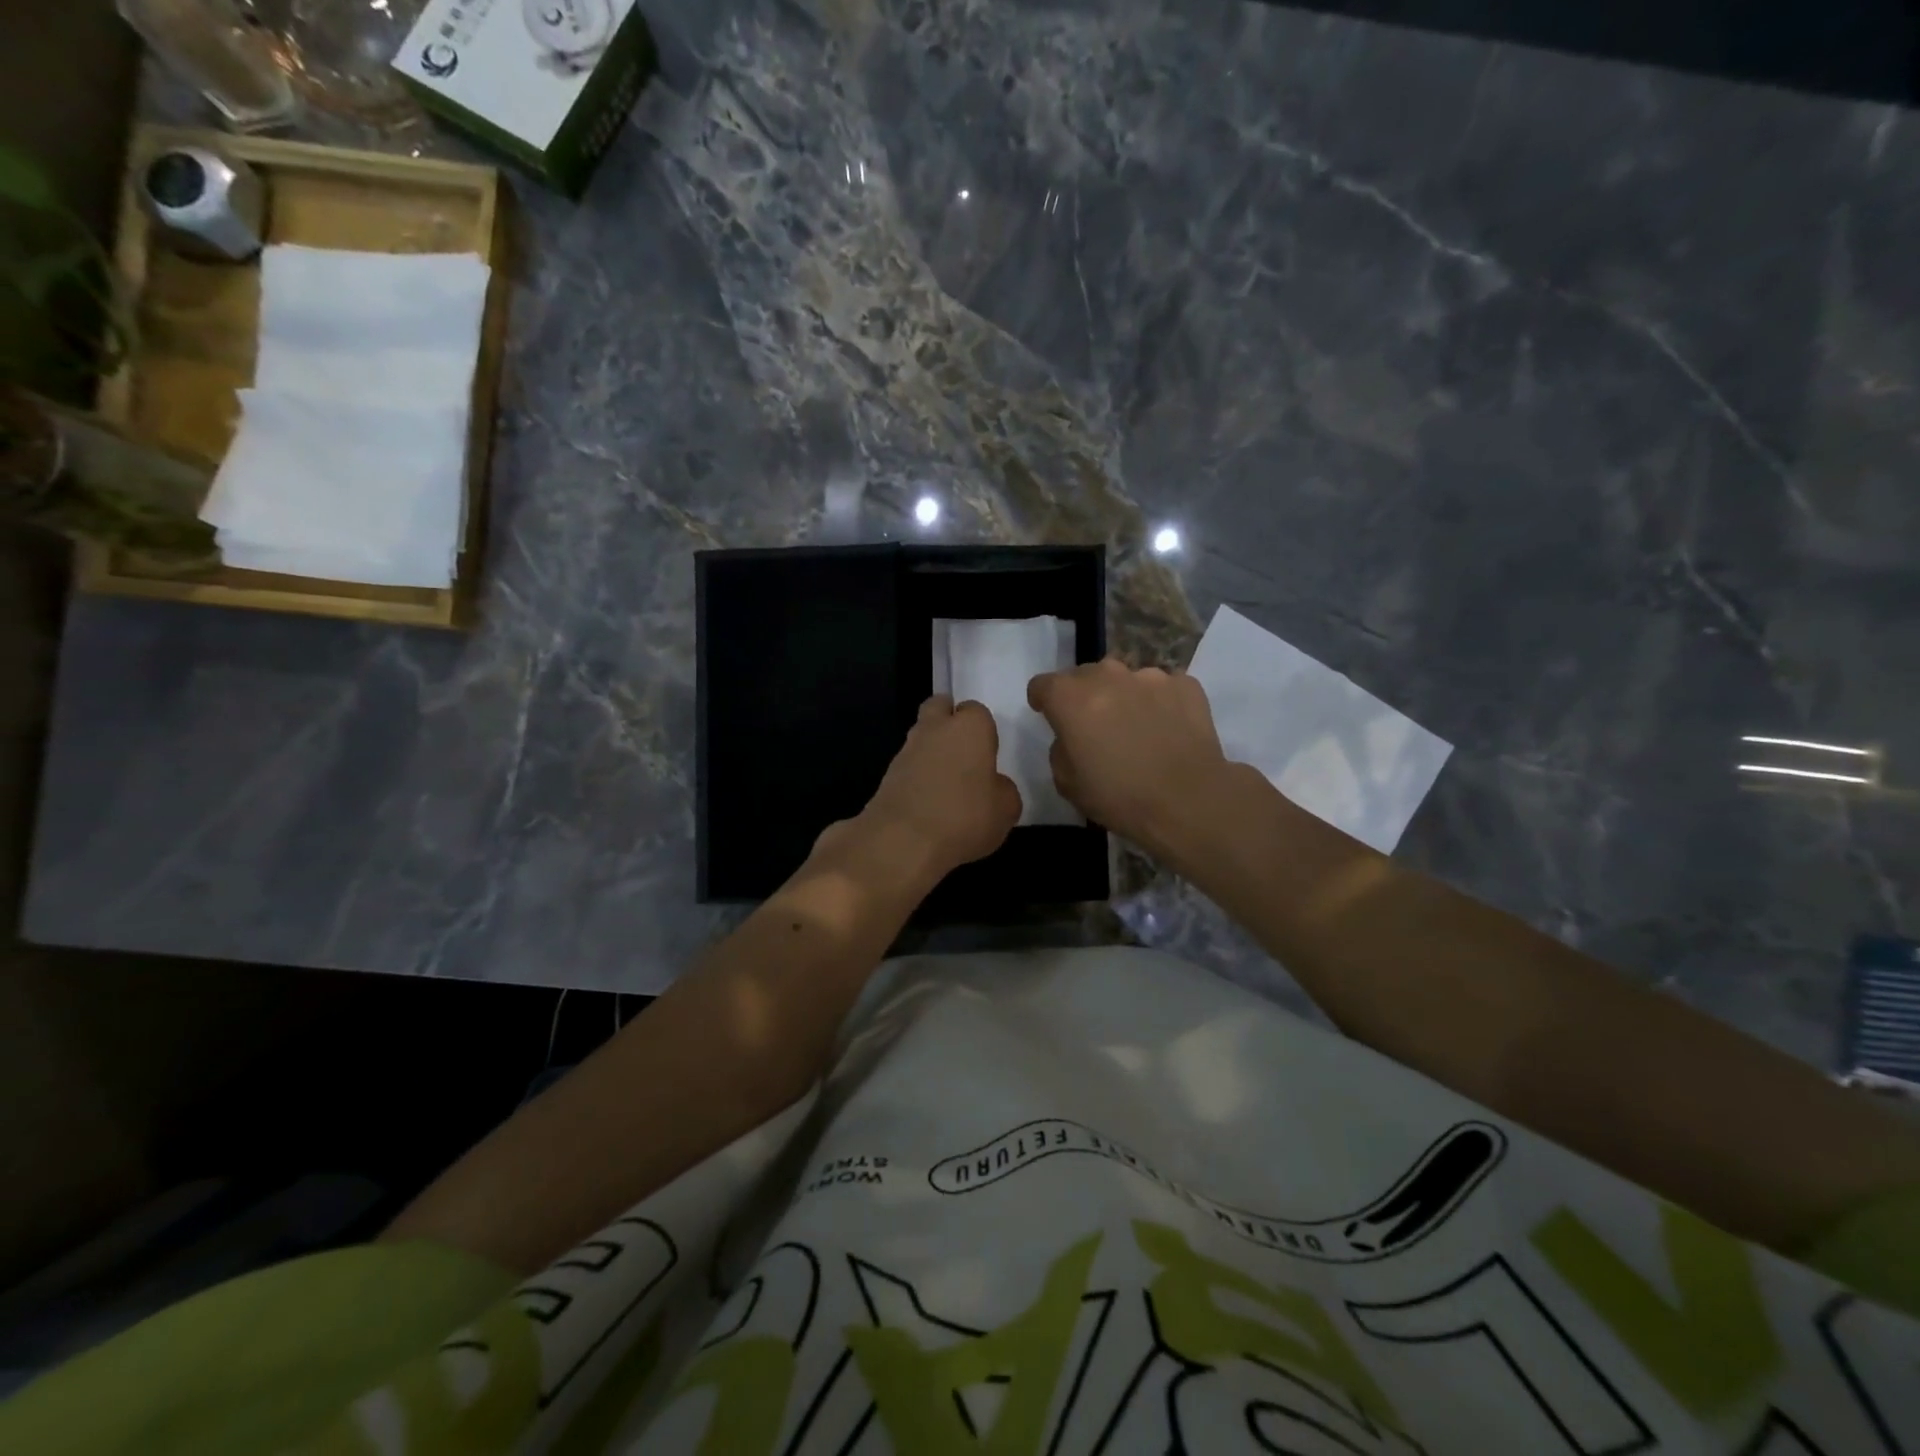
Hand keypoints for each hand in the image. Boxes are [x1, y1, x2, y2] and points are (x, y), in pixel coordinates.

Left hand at [848, 695, 1020, 875]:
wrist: (903, 841)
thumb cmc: (964, 817)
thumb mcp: (1006, 810)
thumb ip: (1003, 790)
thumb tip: (994, 786)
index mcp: (969, 727)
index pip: (976, 710)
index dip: (983, 729)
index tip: (988, 752)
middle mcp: (934, 729)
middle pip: (939, 708)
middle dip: (949, 722)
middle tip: (964, 753)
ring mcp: (906, 750)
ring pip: (921, 737)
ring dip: (932, 752)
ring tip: (947, 786)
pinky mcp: (886, 775)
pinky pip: (908, 767)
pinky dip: (918, 778)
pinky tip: (929, 804)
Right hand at [1027, 657, 1232, 852]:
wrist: (1189, 801)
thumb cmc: (1119, 797)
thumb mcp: (1067, 783)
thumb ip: (1061, 749)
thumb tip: (1072, 737)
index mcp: (1071, 698)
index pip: (1043, 684)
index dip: (1043, 700)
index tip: (1049, 715)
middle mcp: (1108, 675)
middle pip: (1085, 675)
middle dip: (1084, 696)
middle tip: (1095, 727)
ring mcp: (1150, 676)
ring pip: (1125, 679)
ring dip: (1123, 697)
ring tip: (1137, 729)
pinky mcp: (1185, 685)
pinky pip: (1163, 688)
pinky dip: (1159, 703)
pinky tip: (1167, 730)